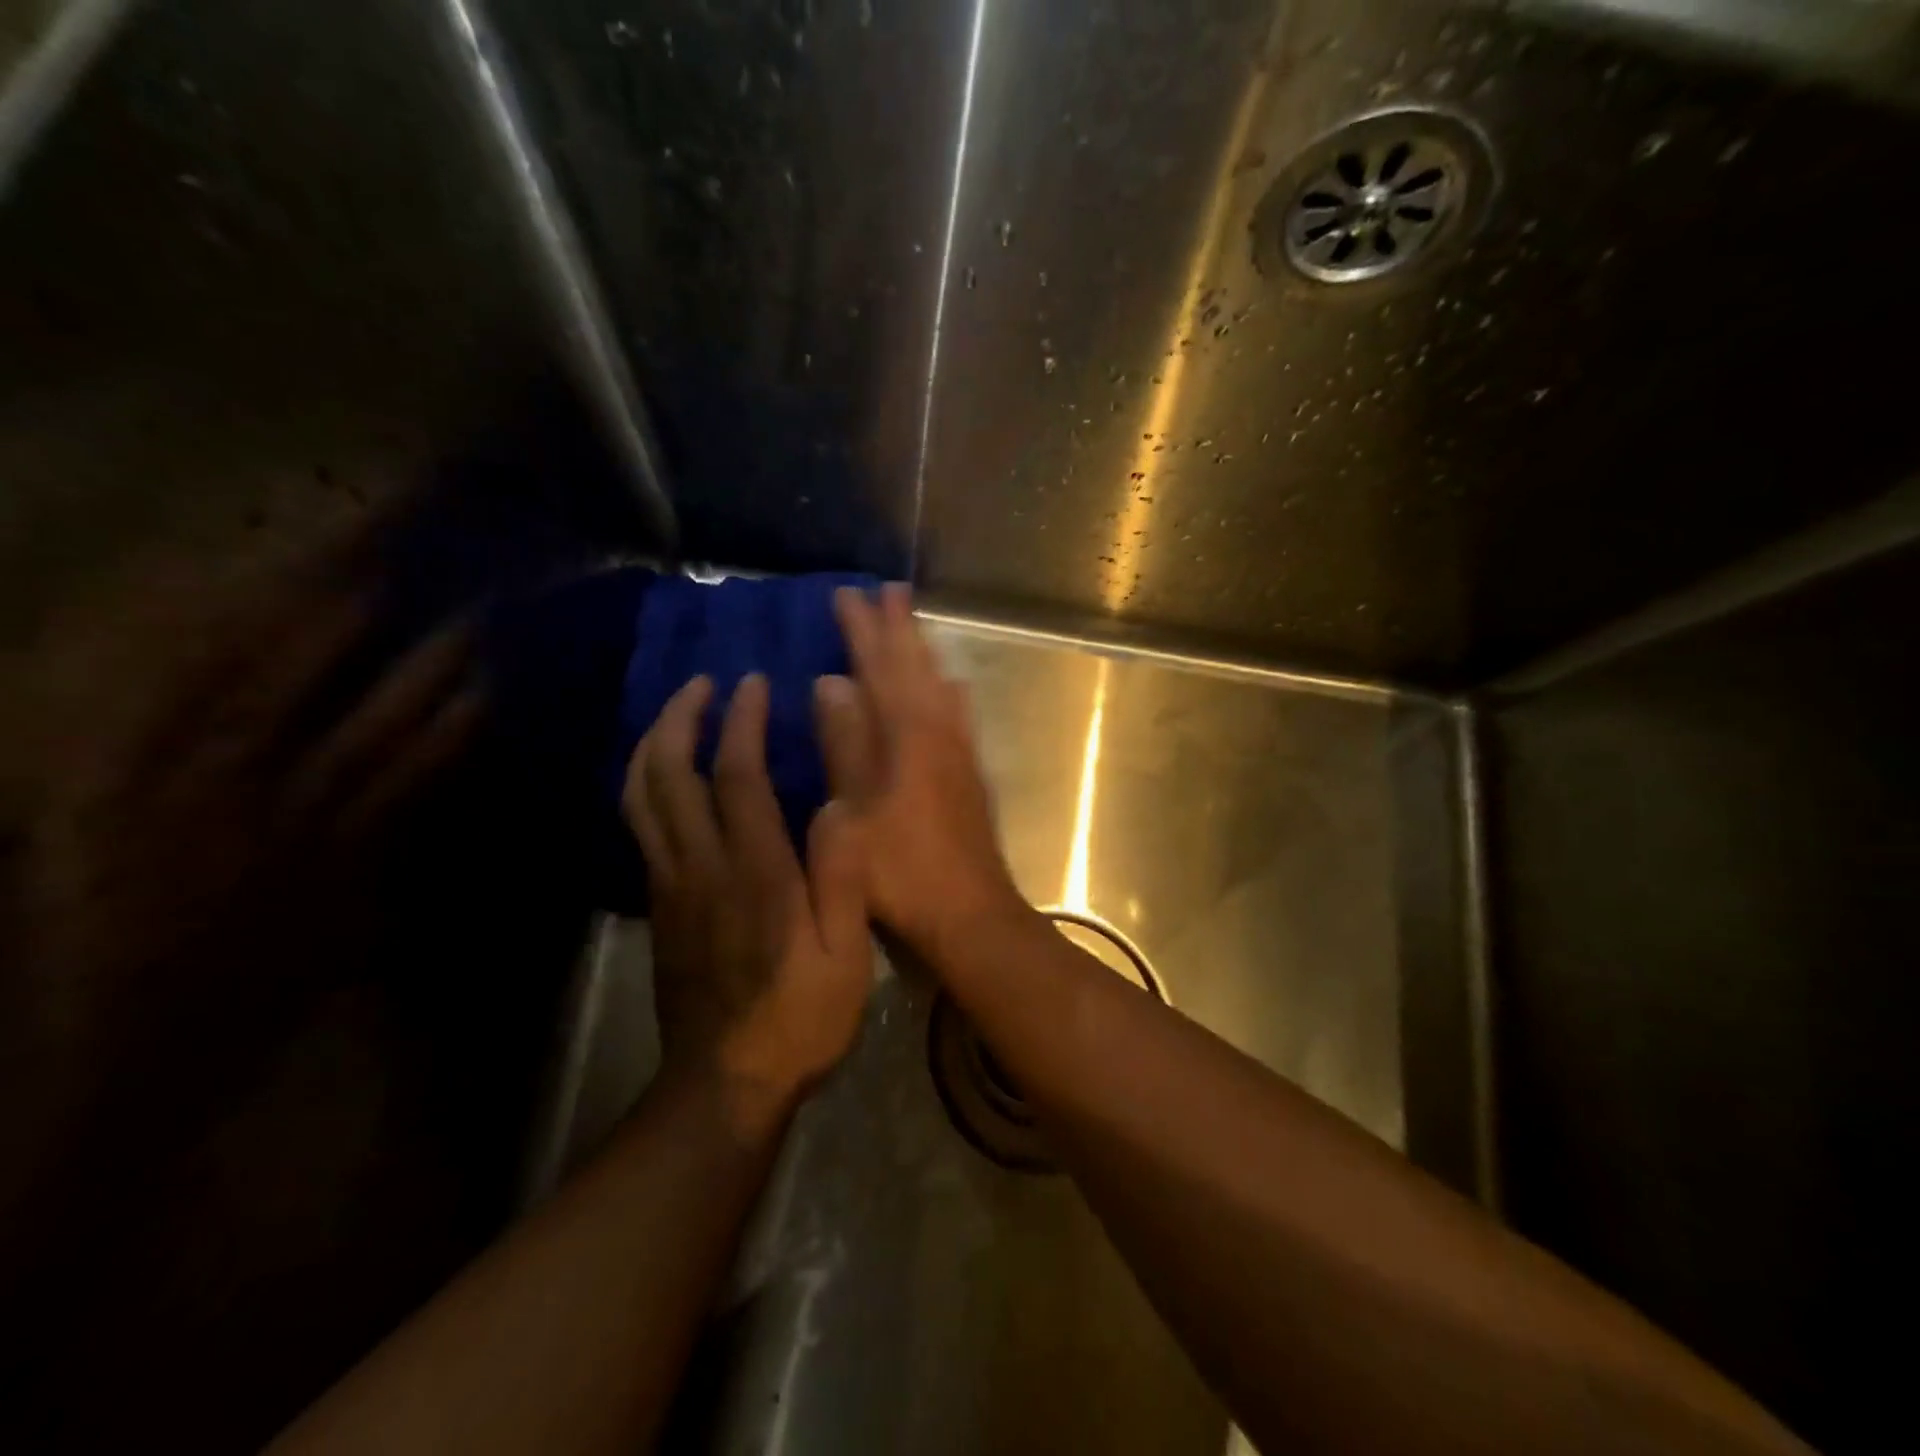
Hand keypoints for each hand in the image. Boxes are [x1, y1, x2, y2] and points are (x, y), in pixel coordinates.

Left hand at [623, 673, 870, 1129]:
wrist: (726, 1084)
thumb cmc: (800, 1017)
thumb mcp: (847, 956)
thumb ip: (842, 877)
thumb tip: (837, 804)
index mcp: (755, 873)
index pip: (736, 776)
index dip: (741, 723)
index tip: (753, 685)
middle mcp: (702, 867)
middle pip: (670, 775)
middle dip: (681, 718)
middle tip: (703, 683)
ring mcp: (670, 886)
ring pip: (642, 798)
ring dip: (654, 745)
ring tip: (678, 713)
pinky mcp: (659, 906)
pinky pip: (641, 828)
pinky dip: (646, 785)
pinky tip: (665, 775)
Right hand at [821, 584, 1028, 957]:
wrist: (970, 913)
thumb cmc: (901, 871)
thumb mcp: (852, 814)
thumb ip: (845, 745)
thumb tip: (832, 683)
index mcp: (906, 737)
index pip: (879, 668)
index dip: (862, 630)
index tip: (847, 594)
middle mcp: (938, 732)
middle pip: (915, 667)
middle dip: (898, 628)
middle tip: (888, 591)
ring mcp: (959, 752)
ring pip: (939, 684)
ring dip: (924, 651)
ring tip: (914, 624)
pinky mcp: (971, 774)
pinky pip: (958, 714)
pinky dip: (948, 690)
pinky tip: (950, 686)